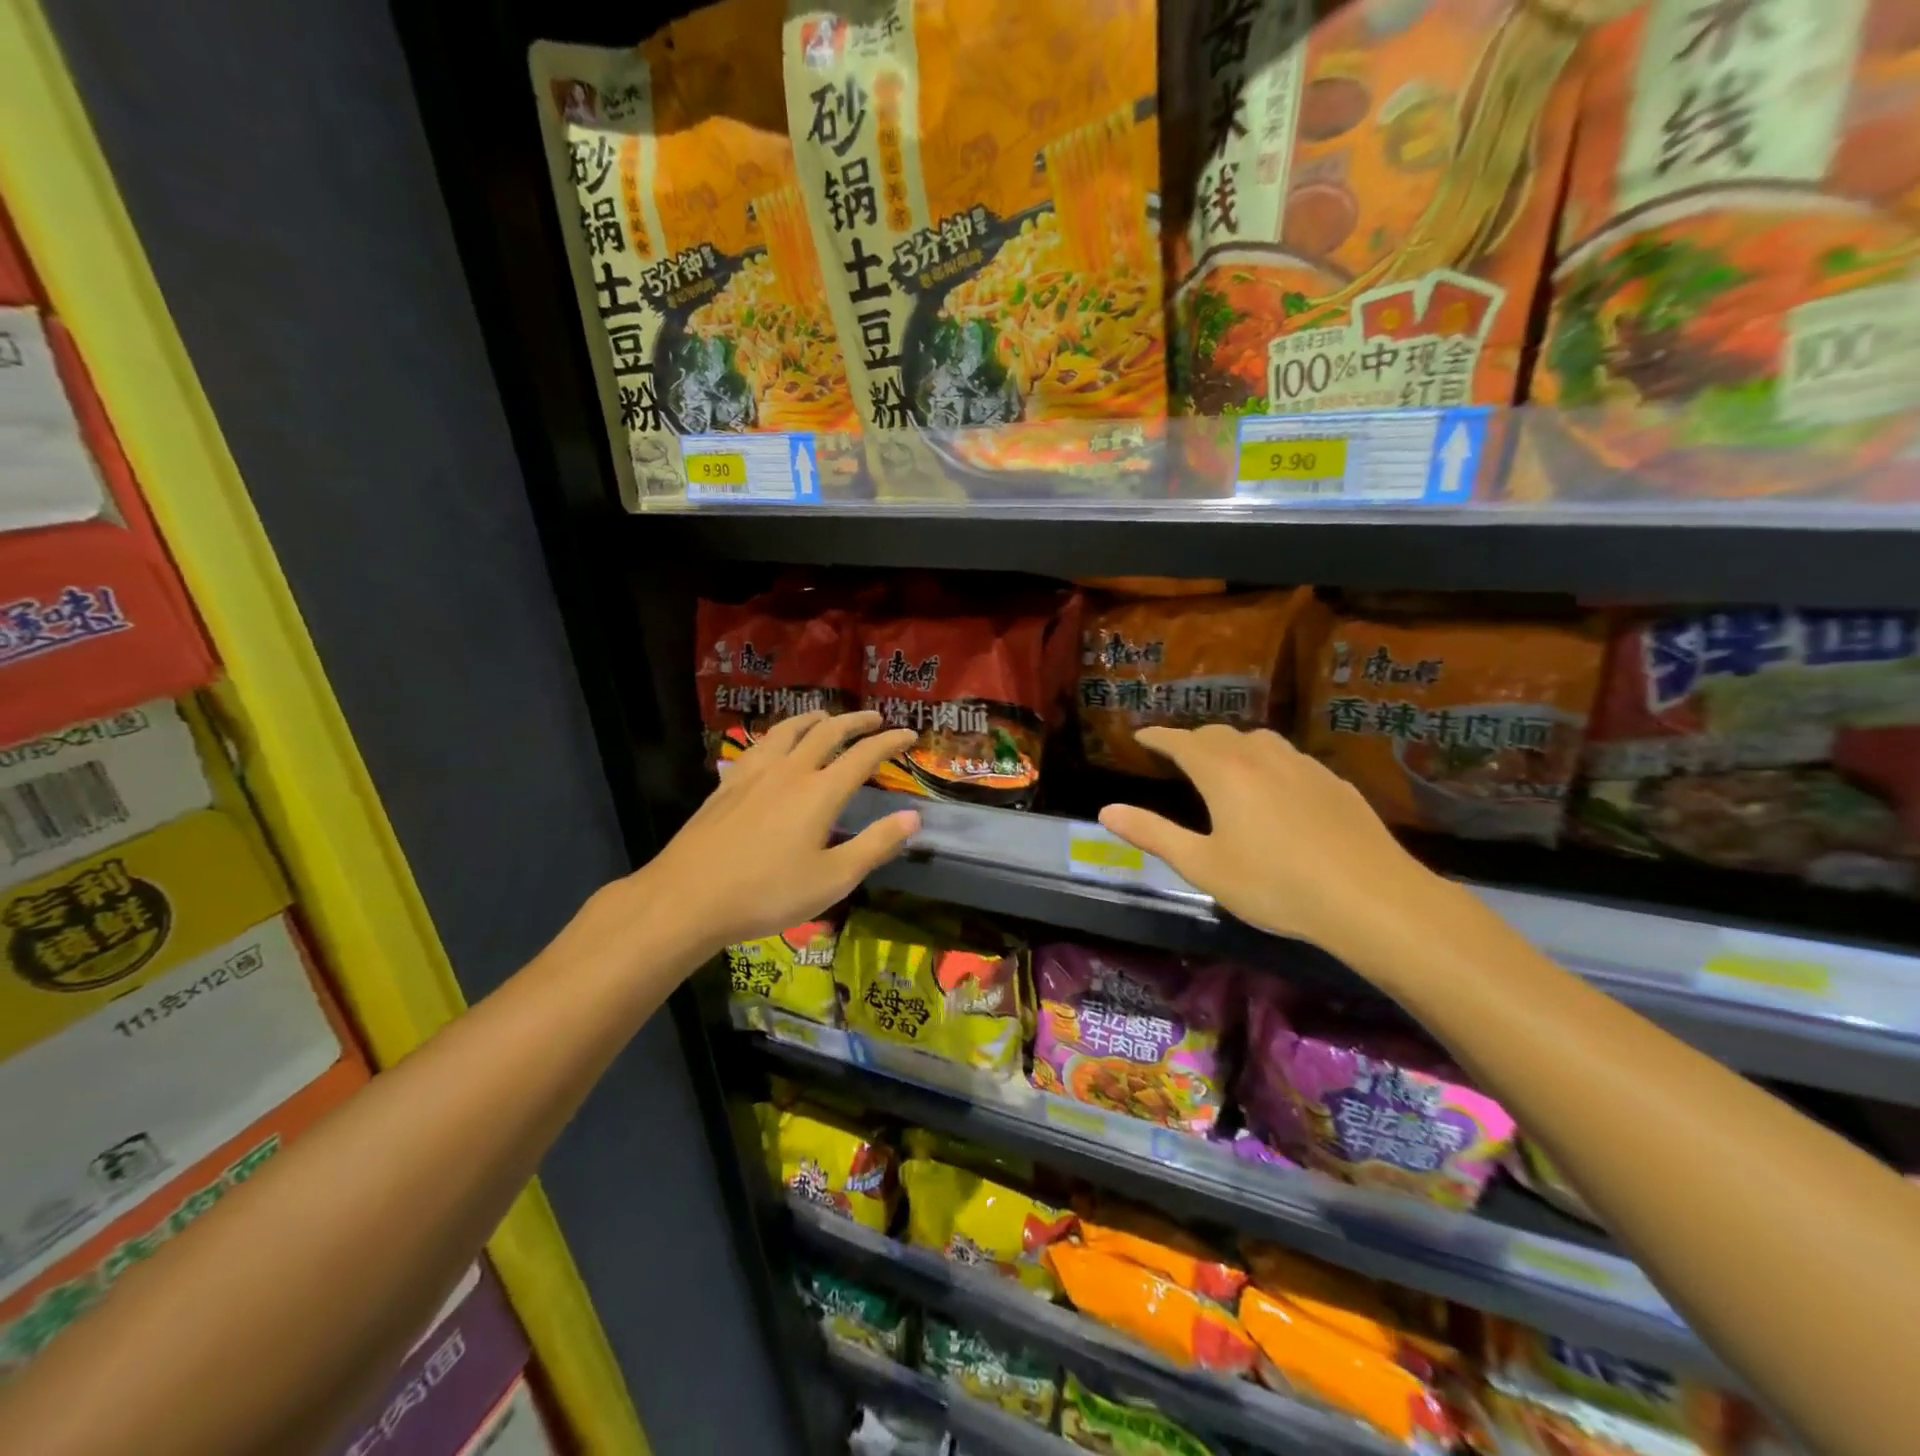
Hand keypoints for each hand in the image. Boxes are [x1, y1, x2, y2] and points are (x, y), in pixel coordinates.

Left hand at [599, 712, 920, 958]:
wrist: (687, 898)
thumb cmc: (767, 893)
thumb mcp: (833, 879)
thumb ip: (875, 846)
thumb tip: (913, 818)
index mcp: (820, 792)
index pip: (864, 755)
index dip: (890, 741)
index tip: (910, 733)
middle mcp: (789, 771)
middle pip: (827, 732)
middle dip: (855, 721)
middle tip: (874, 718)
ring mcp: (754, 774)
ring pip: (788, 731)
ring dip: (813, 719)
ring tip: (825, 717)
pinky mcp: (727, 785)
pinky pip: (759, 745)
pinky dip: (778, 734)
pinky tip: (773, 745)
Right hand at [1098, 725, 1457, 976]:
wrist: (1370, 898)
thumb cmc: (1274, 885)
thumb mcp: (1203, 865)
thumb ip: (1153, 834)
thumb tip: (1107, 811)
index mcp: (1223, 772)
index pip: (1181, 741)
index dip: (1158, 736)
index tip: (1141, 736)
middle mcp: (1261, 756)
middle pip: (1219, 734)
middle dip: (1193, 739)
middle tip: (1178, 753)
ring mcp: (1303, 766)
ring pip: (1259, 740)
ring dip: (1232, 744)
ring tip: (1224, 763)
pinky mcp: (1334, 782)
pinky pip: (1289, 758)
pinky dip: (1267, 760)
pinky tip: (1276, 787)